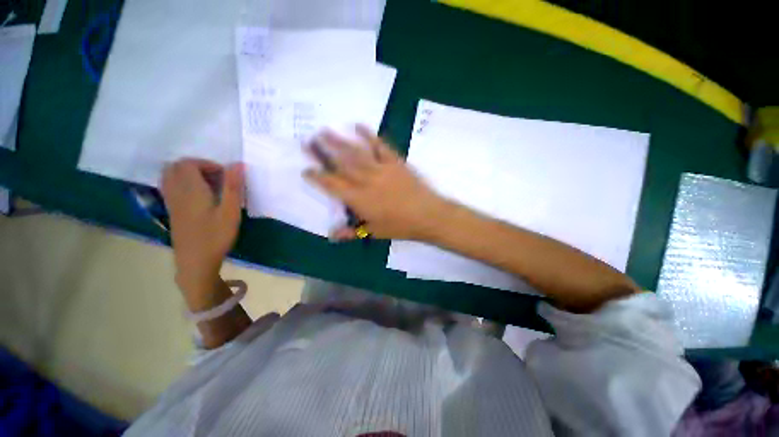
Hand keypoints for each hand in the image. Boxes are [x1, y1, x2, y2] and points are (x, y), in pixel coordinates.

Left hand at [161, 159, 243, 302]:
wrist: (195, 262)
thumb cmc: (216, 236)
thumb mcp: (230, 211)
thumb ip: (233, 187)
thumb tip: (237, 164)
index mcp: (190, 190)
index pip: (189, 163)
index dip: (207, 164)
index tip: (225, 175)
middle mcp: (176, 192)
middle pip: (176, 166)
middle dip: (197, 166)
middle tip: (217, 178)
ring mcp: (171, 202)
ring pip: (170, 176)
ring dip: (188, 174)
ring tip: (209, 185)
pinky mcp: (172, 211)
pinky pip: (170, 187)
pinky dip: (182, 184)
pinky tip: (199, 196)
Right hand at [304, 126, 448, 240]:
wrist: (427, 215)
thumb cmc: (400, 226)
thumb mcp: (374, 232)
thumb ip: (352, 232)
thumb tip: (332, 236)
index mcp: (358, 199)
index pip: (332, 185)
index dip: (317, 177)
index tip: (306, 170)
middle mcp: (366, 180)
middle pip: (341, 164)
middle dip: (323, 152)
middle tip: (310, 140)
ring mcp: (381, 169)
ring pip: (356, 153)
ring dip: (340, 141)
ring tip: (326, 130)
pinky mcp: (395, 162)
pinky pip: (380, 145)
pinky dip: (369, 135)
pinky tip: (359, 125)